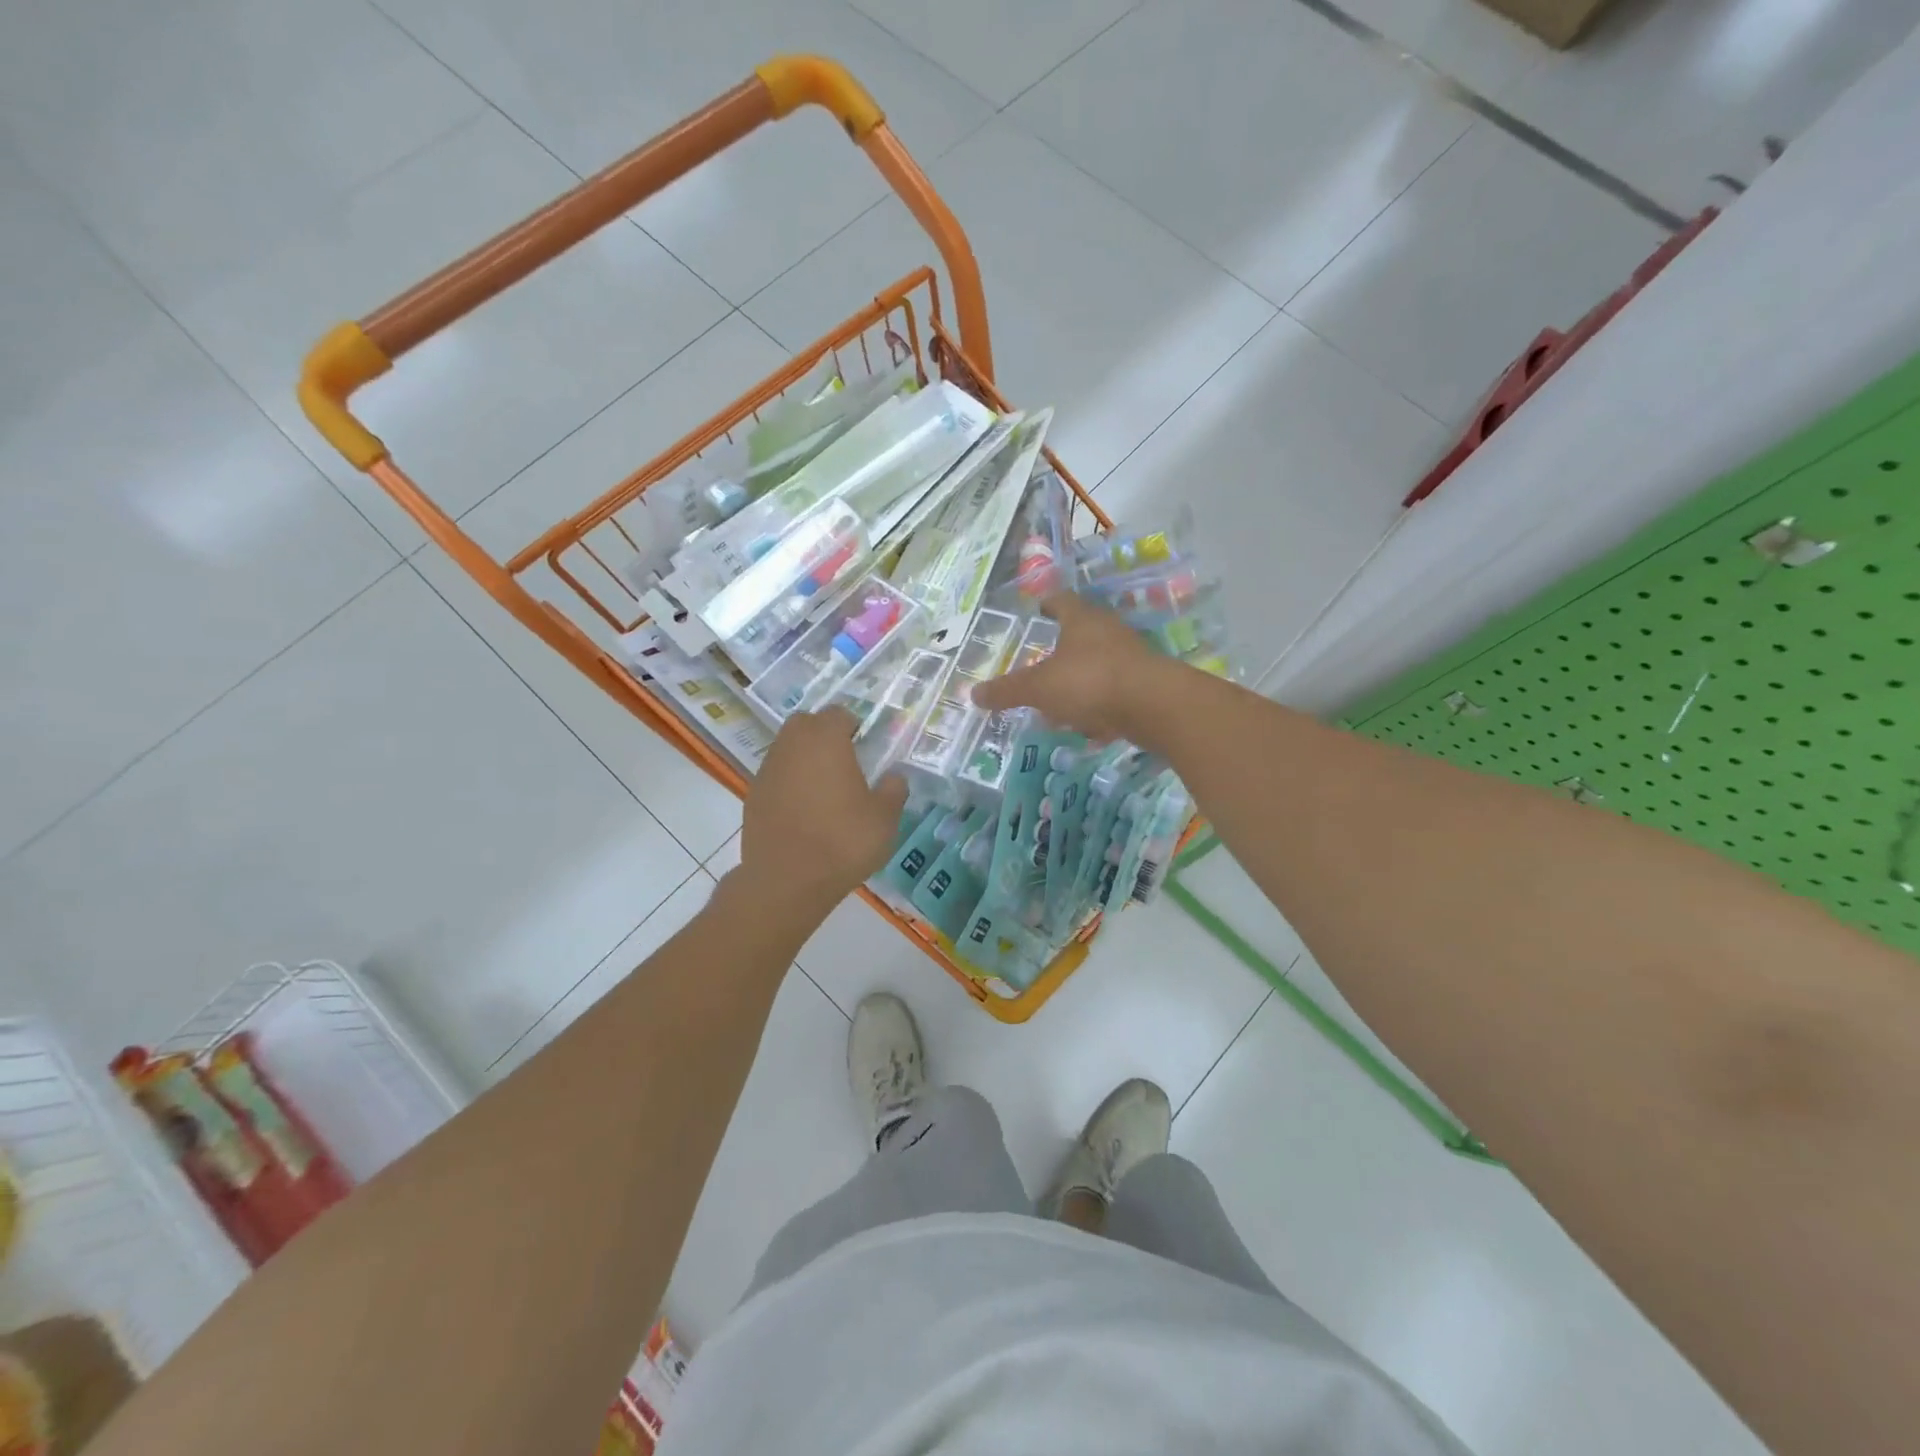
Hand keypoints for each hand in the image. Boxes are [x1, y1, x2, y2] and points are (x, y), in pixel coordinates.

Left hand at [737, 707, 908, 918]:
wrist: (787, 881)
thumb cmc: (842, 841)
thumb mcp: (884, 819)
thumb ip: (893, 791)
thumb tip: (894, 777)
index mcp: (825, 740)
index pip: (838, 714)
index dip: (853, 725)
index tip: (865, 746)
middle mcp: (792, 746)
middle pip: (806, 724)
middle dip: (824, 734)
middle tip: (845, 761)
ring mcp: (767, 770)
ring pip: (787, 749)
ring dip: (804, 758)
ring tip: (825, 789)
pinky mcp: (753, 796)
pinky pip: (775, 777)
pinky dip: (789, 783)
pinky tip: (804, 811)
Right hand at [971, 593, 1167, 740]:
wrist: (1155, 706)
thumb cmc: (1090, 682)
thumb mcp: (1039, 688)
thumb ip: (1007, 691)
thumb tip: (973, 693)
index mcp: (1081, 620)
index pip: (1061, 601)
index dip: (1047, 604)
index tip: (1038, 610)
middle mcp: (1108, 631)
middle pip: (1081, 634)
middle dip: (1060, 652)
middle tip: (1040, 666)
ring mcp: (1130, 657)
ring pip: (1097, 666)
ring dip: (1079, 682)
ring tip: (1059, 705)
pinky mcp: (1145, 685)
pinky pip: (1114, 692)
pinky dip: (1099, 707)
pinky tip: (1088, 728)